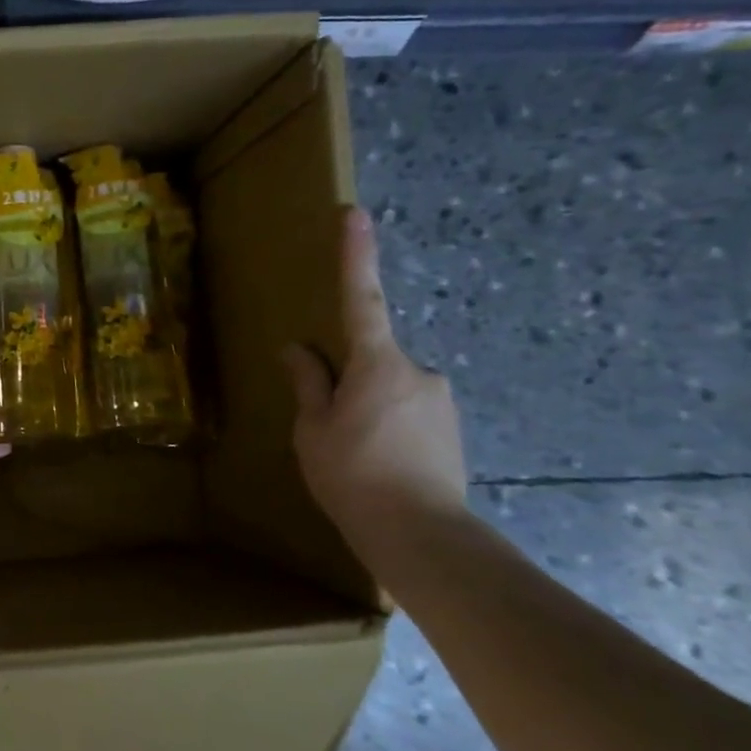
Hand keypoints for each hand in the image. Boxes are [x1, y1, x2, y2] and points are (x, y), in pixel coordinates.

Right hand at [281, 208, 467, 560]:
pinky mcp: (453, 429)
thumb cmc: (352, 475)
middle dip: (350, 383)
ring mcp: (441, 401)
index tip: (354, 214)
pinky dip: (389, 430)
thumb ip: (308, 385)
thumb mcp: (313, 430)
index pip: (362, 299)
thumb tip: (297, 350)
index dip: (356, 256)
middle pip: (373, 360)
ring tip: (354, 458)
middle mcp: (418, 371)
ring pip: (391, 390)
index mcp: (377, 364)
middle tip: (331, 429)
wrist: (421, 535)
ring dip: (369, 411)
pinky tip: (378, 466)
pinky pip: (409, 414)